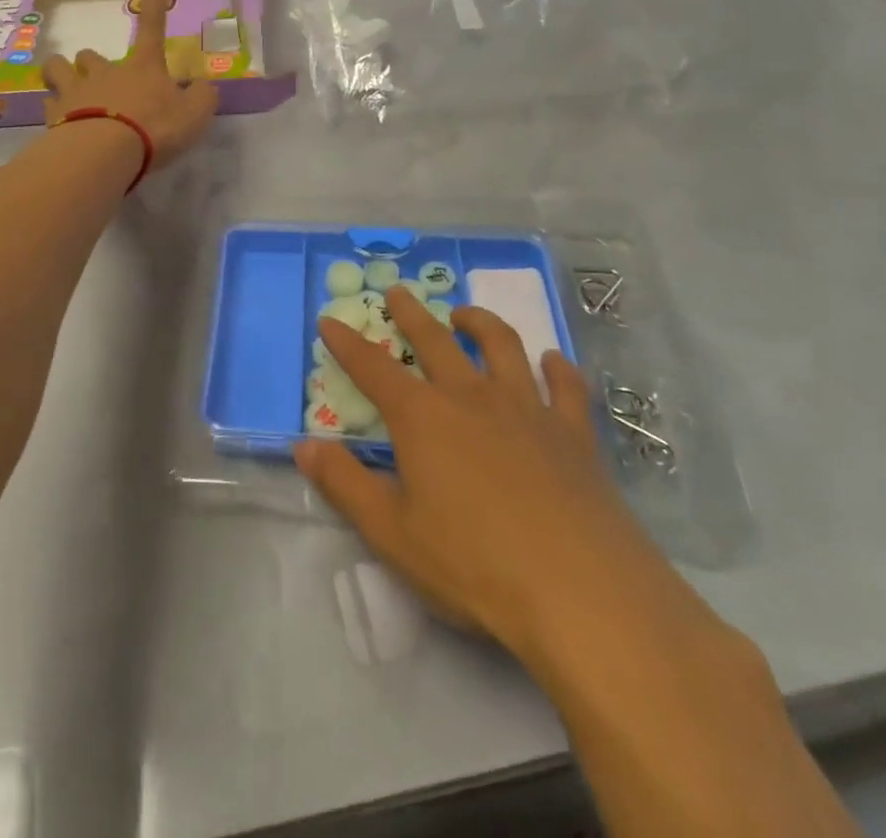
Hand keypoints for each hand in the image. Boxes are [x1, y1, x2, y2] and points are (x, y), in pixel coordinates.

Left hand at [43, 0, 217, 172]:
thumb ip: (202, 97)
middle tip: (99, 82)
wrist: (105, 152)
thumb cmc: (155, 128)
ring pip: (56, 69)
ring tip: (66, 92)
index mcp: (143, 68)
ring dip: (60, 75)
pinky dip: (54, 112)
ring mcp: (75, 91)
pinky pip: (49, 105)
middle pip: (89, 55)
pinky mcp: (53, 115)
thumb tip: (204, 86)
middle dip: (91, 64)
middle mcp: (105, 73)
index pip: (153, 27)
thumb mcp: (195, 114)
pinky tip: (60, 126)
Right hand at [295, 286, 713, 683]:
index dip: (347, 343)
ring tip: (465, 313)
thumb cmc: (474, 565)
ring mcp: (528, 409)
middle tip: (398, 291)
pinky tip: (552, 360)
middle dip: (411, 313)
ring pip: (502, 346)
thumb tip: (303, 445)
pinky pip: (566, 387)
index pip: (373, 368)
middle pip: (435, 340)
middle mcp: (471, 397)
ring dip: (480, 322)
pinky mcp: (574, 434)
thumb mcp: (391, 532)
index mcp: (423, 417)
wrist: (582, 593)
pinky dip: (557, 367)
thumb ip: (344, 483)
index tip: (328, 320)